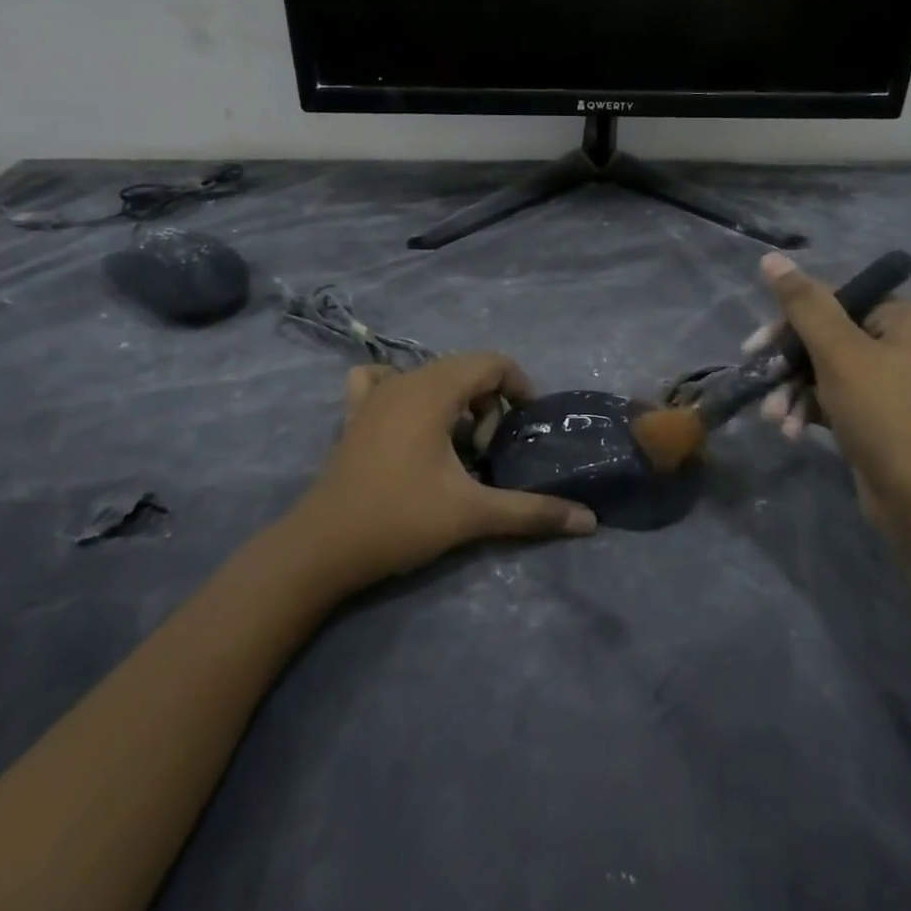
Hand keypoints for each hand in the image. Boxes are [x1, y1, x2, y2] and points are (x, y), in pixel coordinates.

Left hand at [290, 352, 596, 591]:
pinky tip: (408, 420)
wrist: (321, 548)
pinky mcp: (354, 415)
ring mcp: (373, 394)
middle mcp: (404, 379)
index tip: (525, 425)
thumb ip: (532, 512)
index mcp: (434, 390)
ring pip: (430, 375)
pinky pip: (383, 380)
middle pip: (465, 367)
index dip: (519, 386)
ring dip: (455, 399)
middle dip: (489, 401)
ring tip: (457, 444)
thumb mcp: (472, 514)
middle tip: (490, 449)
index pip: (492, 362)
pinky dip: (405, 390)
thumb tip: (589, 521)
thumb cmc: (400, 520)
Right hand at [747, 253, 910, 527]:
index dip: (789, 322)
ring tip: (774, 419)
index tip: (755, 348)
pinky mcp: (873, 414)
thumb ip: (804, 304)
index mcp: (901, 316)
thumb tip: (772, 257)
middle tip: (757, 380)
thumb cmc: (885, 414)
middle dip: (787, 365)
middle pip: (822, 336)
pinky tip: (790, 431)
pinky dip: (806, 410)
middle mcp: (897, 342)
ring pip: (820, 371)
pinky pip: (829, 398)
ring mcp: (886, 381)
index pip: (831, 300)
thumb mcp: (839, 353)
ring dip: (791, 392)